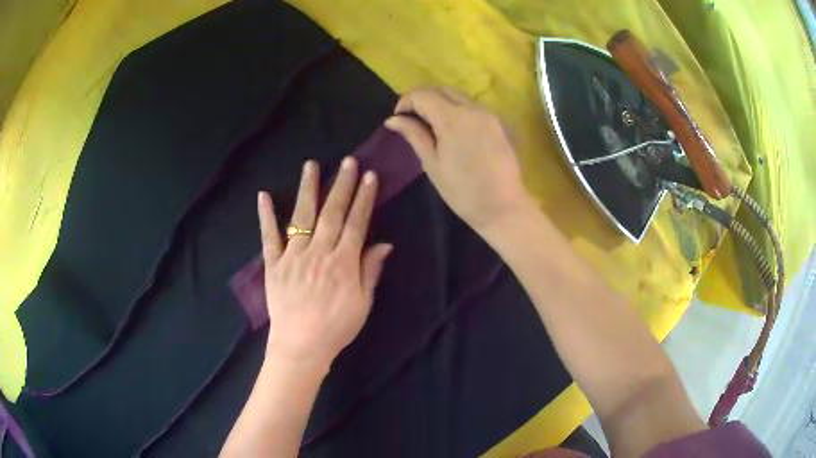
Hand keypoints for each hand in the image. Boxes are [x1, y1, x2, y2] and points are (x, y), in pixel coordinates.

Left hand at [257, 158, 392, 368]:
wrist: (301, 346)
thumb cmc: (336, 328)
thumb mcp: (363, 303)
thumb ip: (370, 271)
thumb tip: (384, 244)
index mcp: (343, 263)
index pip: (356, 223)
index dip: (363, 198)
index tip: (368, 176)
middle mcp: (318, 252)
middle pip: (332, 213)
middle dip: (341, 185)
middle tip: (347, 161)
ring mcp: (293, 256)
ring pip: (301, 217)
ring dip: (307, 189)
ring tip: (311, 165)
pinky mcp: (273, 264)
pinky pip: (269, 237)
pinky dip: (265, 216)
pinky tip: (263, 195)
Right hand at [384, 87, 533, 231]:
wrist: (504, 207)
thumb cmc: (463, 192)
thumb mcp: (432, 164)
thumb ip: (414, 135)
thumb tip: (393, 120)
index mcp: (452, 119)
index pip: (423, 94)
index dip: (406, 101)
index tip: (398, 118)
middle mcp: (472, 109)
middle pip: (441, 89)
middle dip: (423, 98)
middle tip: (412, 119)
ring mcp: (489, 114)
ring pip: (459, 96)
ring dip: (441, 102)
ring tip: (431, 124)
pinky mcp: (499, 123)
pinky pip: (473, 106)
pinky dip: (457, 109)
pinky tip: (454, 130)